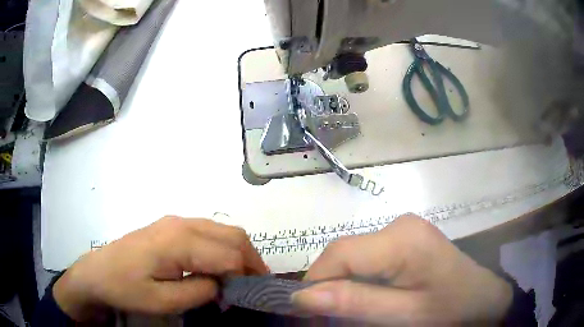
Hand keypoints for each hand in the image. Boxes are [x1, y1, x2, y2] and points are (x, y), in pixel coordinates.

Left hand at [54, 216, 267, 320]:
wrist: (98, 272)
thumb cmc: (126, 288)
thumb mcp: (162, 301)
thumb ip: (199, 292)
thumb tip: (222, 285)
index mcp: (178, 241)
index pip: (228, 254)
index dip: (245, 276)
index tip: (248, 297)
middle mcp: (181, 223)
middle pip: (232, 235)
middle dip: (251, 260)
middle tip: (255, 285)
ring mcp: (175, 221)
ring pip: (223, 230)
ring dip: (239, 253)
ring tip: (242, 277)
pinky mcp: (171, 226)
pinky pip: (209, 231)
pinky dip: (224, 248)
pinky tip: (219, 266)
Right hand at [292, 214, 511, 325]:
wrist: (482, 300)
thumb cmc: (449, 311)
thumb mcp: (403, 315)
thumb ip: (356, 304)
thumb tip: (303, 297)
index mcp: (403, 240)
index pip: (340, 254)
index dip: (315, 282)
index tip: (304, 313)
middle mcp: (399, 225)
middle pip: (344, 253)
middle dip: (328, 286)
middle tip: (323, 317)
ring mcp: (403, 229)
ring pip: (353, 256)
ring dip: (342, 284)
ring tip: (344, 311)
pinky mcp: (405, 239)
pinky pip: (368, 257)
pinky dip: (357, 279)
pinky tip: (366, 297)